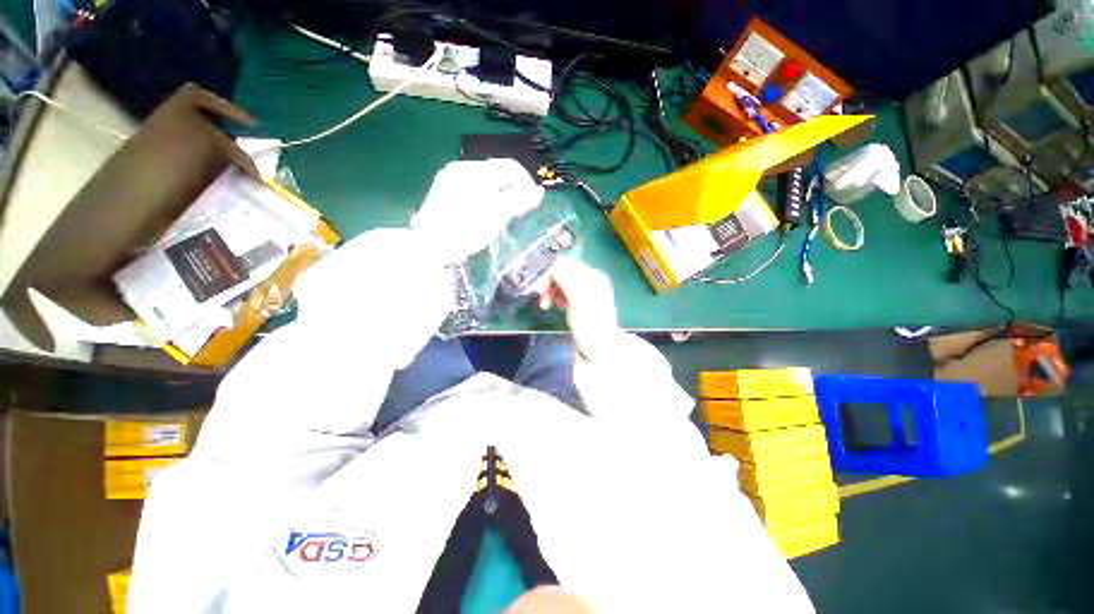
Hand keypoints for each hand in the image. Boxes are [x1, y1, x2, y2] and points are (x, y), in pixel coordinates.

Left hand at [411, 159, 543, 262]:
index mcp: (474, 172)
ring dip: (501, 193)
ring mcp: (451, 178)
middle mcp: (462, 168)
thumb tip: (538, 191)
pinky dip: (486, 196)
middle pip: (498, 172)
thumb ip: (518, 199)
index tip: (531, 203)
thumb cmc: (464, 232)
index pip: (510, 167)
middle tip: (517, 211)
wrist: (429, 247)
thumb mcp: (496, 216)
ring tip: (502, 214)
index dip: (526, 183)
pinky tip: (485, 211)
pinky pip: (474, 186)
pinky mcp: (446, 189)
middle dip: (513, 189)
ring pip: (487, 179)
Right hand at [538, 258, 621, 360]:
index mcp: (592, 276)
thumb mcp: (577, 298)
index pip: (565, 264)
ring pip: (561, 282)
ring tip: (549, 305)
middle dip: (549, 283)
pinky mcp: (581, 301)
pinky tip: (557, 306)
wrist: (600, 348)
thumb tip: (552, 265)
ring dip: (551, 291)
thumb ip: (566, 278)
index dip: (549, 274)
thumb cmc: (589, 324)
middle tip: (542, 299)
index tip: (539, 289)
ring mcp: (586, 291)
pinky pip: (564, 291)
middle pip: (562, 271)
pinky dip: (557, 296)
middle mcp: (590, 280)